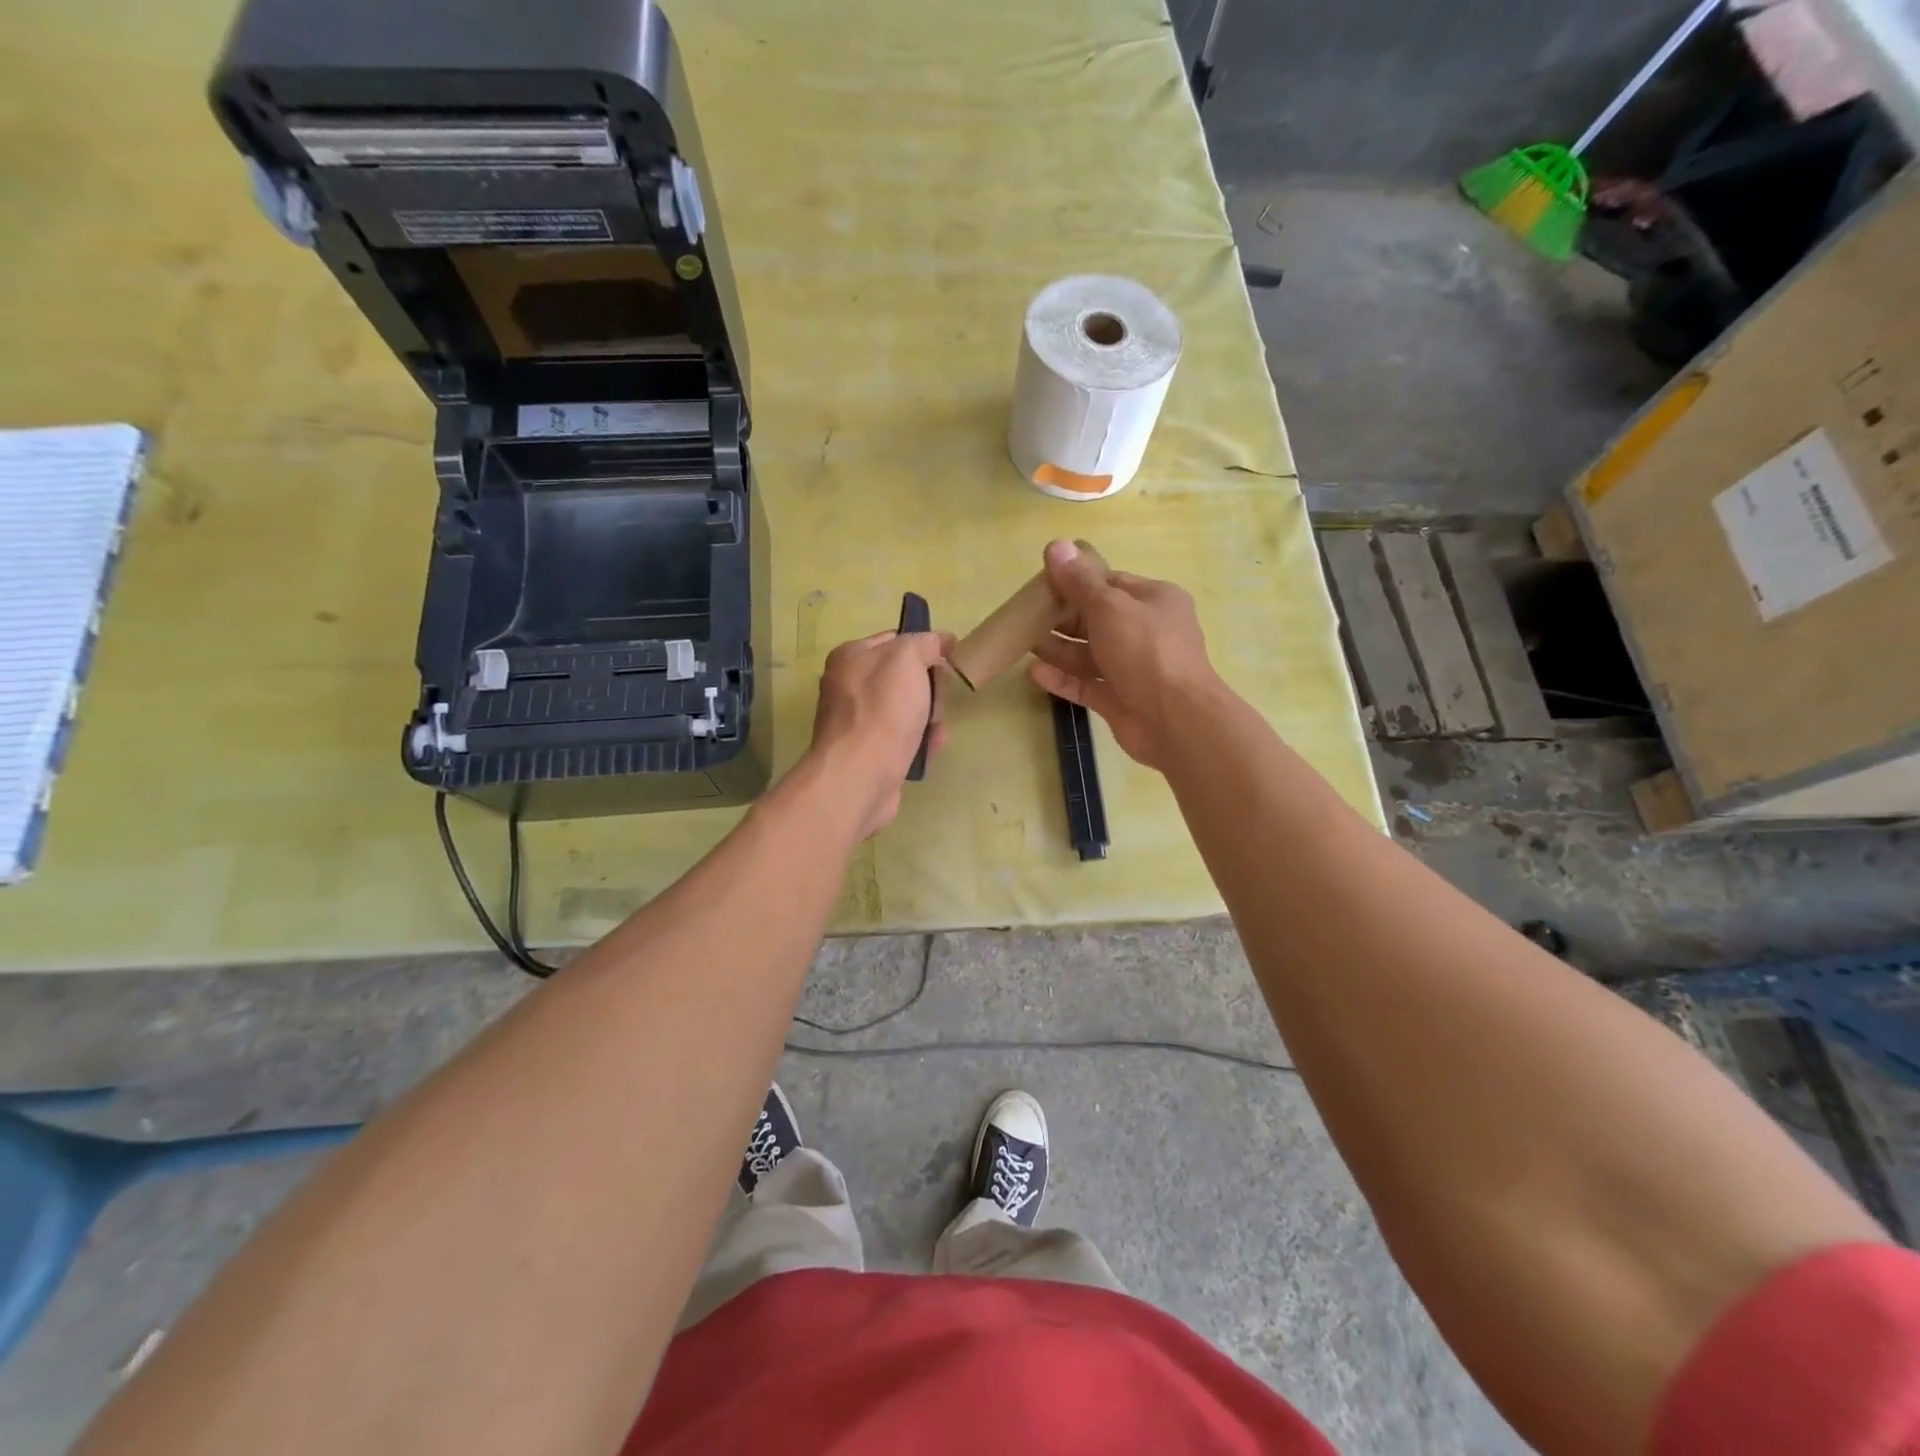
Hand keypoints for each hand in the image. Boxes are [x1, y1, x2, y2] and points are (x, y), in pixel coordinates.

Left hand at [807, 628, 952, 838]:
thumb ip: (925, 643)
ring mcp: (858, 722)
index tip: (947, 662)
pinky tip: (928, 750)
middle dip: (930, 690)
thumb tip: (941, 640)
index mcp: (851, 657)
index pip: (896, 639)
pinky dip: (920, 743)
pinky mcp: (869, 753)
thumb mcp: (907, 660)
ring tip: (933, 732)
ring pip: (908, 710)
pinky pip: (904, 739)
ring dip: (930, 719)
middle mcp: (849, 686)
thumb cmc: (882, 712)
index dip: (925, 648)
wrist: (859, 777)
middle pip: (905, 677)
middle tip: (934, 704)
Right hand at [1027, 540, 1220, 769]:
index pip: (1110, 583)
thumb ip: (1079, 582)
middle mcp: (1145, 632)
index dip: (1076, 582)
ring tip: (1024, 641)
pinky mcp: (1120, 700)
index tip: (1042, 584)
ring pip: (1089, 654)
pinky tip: (1034, 673)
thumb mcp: (1109, 607)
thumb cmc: (1146, 651)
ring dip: (1058, 648)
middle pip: (1096, 619)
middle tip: (1026, 615)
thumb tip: (1056, 545)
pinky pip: (1086, 684)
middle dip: (1062, 617)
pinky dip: (1062, 679)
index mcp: (1154, 601)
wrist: (1175, 719)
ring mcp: (1133, 668)